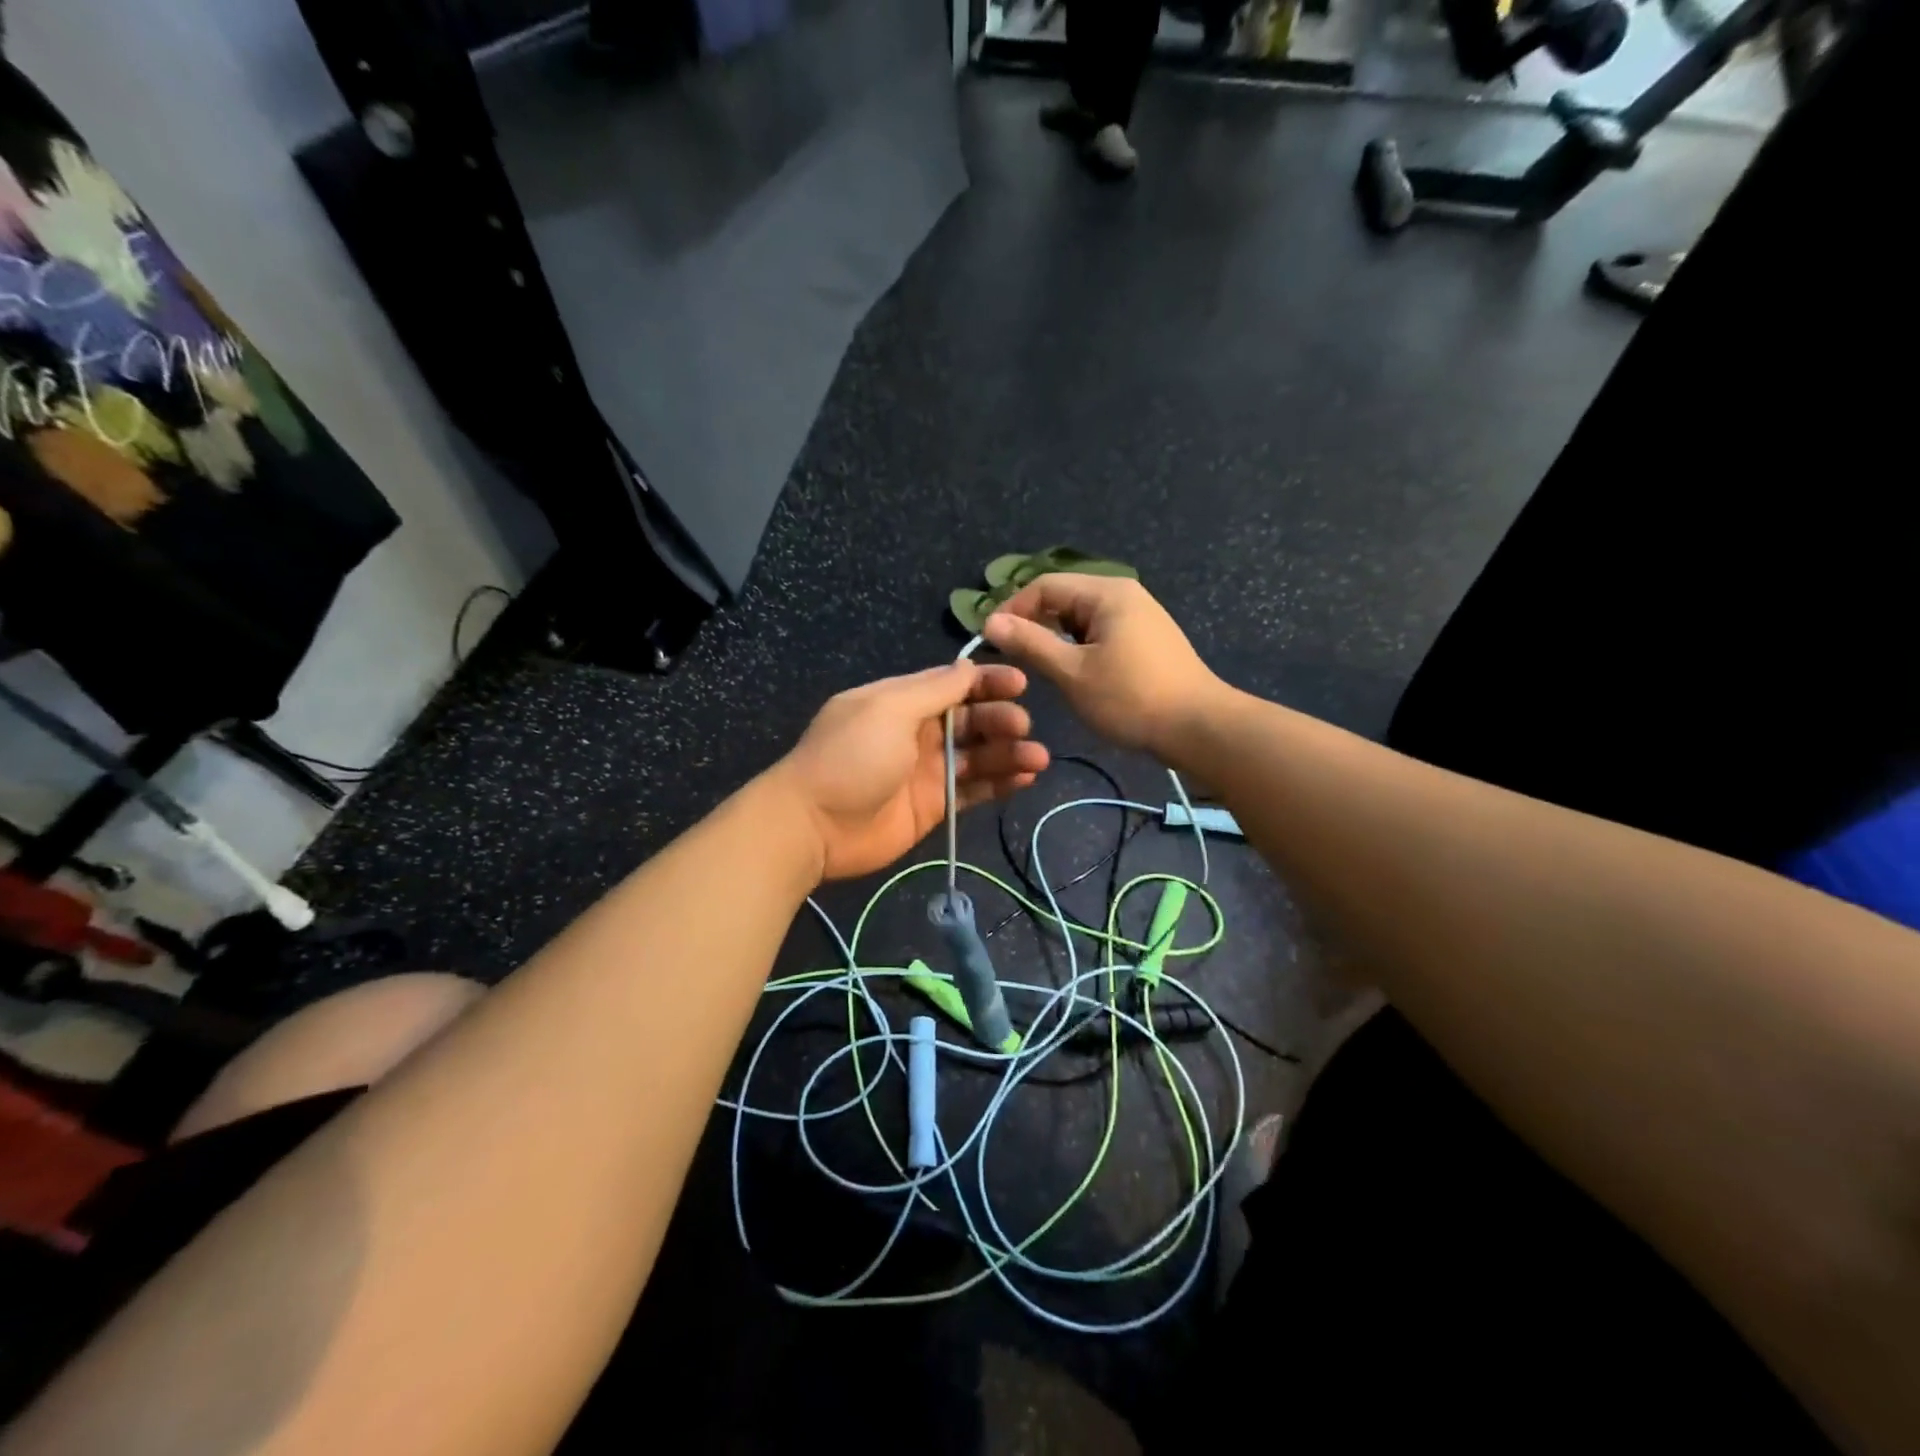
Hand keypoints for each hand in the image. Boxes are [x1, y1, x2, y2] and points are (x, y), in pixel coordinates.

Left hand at [772, 662, 1049, 880]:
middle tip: (1022, 726)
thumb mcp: (889, 710)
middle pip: (970, 718)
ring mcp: (926, 770)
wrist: (815, 826)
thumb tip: (968, 666)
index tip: (1019, 683)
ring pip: (977, 755)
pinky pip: (974, 789)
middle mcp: (917, 732)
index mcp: (901, 701)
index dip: (986, 681)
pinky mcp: (934, 805)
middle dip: (1000, 718)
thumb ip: (933, 690)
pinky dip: (1000, 782)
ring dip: (1008, 752)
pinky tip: (1025, 777)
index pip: (952, 684)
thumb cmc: (850, 757)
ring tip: (1037, 758)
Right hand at [982, 574, 1222, 754]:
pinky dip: (1078, 647)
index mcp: (1106, 593)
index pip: (1044, 586)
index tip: (989, 640)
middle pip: (1064, 598)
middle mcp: (1123, 594)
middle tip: (1010, 657)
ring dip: (1055, 638)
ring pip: (1081, 618)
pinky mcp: (1146, 639)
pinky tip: (1072, 672)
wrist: (1197, 727)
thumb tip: (990, 621)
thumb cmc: (1131, 698)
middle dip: (1033, 623)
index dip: (1012, 609)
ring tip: (1037, 668)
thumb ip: (1030, 643)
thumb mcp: (1072, 672)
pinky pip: (1100, 632)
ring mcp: (1139, 616)